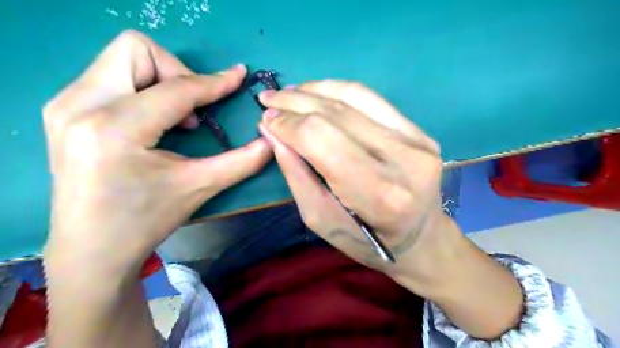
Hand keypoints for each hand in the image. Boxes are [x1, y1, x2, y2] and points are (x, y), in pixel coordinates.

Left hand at [42, 30, 271, 273]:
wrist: (91, 248)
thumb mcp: (199, 188)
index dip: (215, 82)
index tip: (238, 76)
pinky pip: (110, 76)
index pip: (177, 88)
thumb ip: (241, 162)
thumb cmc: (146, 221)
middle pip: (136, 49)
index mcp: (115, 128)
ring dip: (161, 81)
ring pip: (122, 59)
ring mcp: (64, 105)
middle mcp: (80, 105)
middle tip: (194, 109)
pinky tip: (153, 123)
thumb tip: (270, 142)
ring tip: (176, 120)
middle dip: (177, 71)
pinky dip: (143, 90)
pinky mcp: (63, 110)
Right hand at [255, 82, 458, 293]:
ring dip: (315, 91)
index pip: (323, 140)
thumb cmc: (366, 240)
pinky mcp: (419, 131)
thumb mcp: (320, 219)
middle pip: (338, 115)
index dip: (289, 125)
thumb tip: (272, 131)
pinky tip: (317, 91)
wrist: (419, 236)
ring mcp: (417, 141)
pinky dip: (339, 90)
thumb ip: (296, 174)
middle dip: (295, 104)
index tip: (266, 121)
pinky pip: (372, 99)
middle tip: (268, 100)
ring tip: (288, 93)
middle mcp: (404, 161)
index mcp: (379, 195)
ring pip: (355, 98)